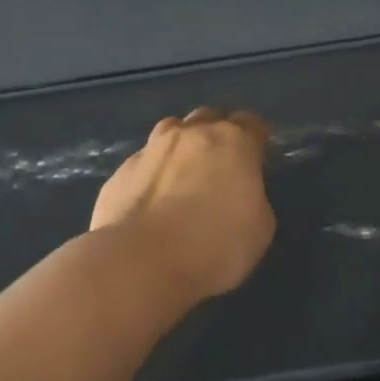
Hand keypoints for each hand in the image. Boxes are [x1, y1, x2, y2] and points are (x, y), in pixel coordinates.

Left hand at [92, 108, 275, 300]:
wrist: (141, 262)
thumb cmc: (214, 244)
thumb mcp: (260, 227)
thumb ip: (252, 197)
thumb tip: (238, 194)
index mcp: (233, 142)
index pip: (252, 123)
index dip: (257, 138)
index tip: (259, 157)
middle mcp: (191, 135)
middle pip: (208, 118)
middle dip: (217, 134)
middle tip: (221, 164)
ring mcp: (150, 150)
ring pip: (170, 131)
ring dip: (181, 145)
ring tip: (182, 174)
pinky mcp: (120, 173)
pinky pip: (142, 163)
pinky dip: (151, 174)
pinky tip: (151, 201)